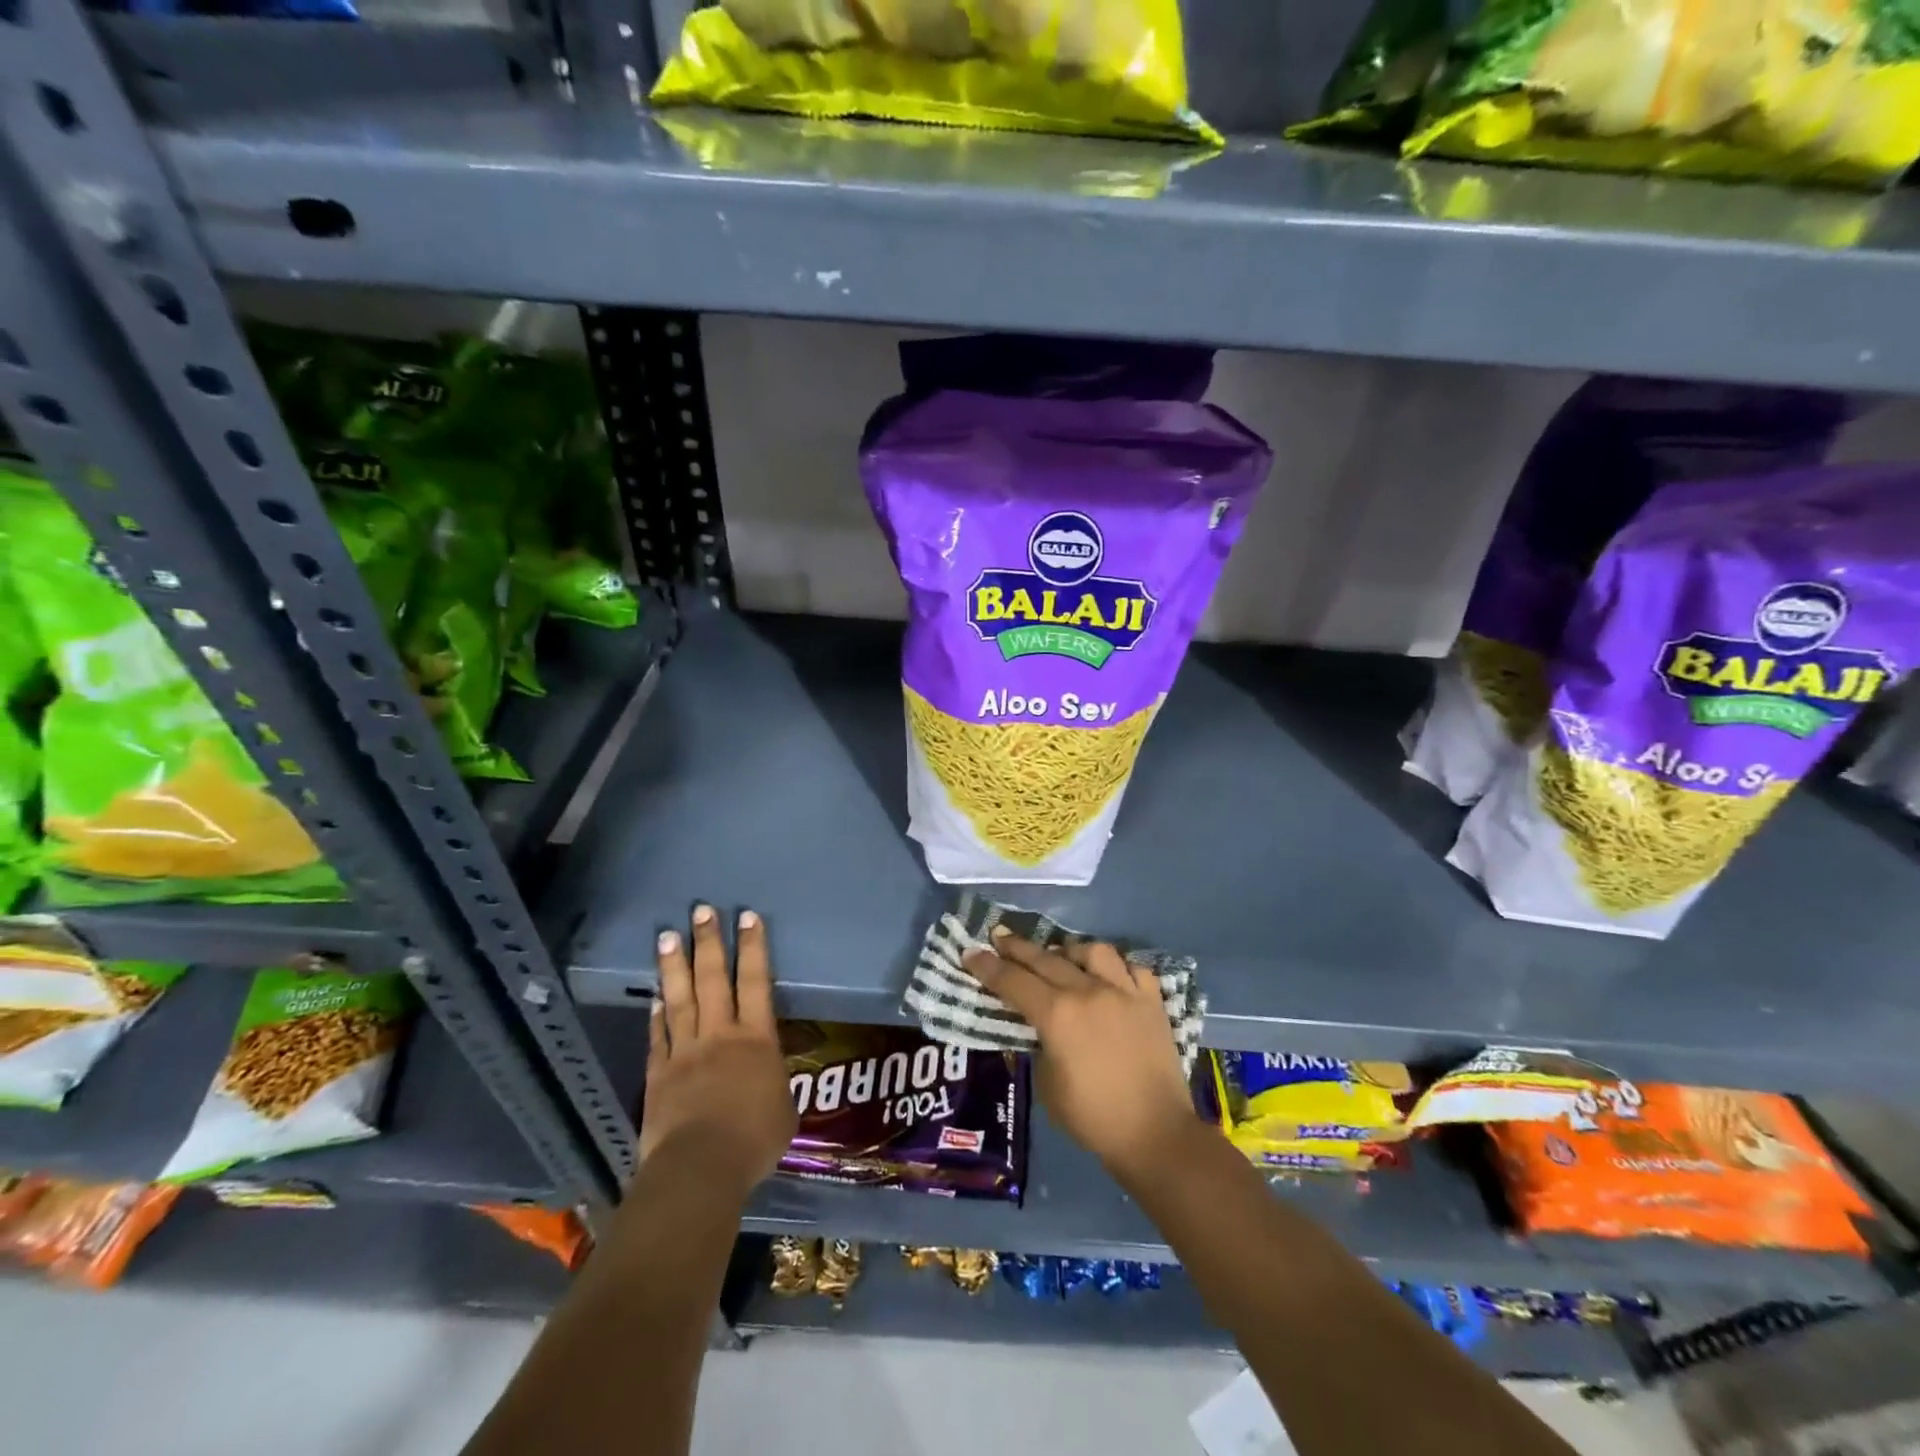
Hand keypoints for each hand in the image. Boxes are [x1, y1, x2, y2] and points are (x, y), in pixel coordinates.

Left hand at [639, 904, 796, 1200]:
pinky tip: (654, 994)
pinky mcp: (659, 1074)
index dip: (753, 948)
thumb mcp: (784, 1110)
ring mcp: (685, 1051)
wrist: (701, 1168)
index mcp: (756, 1038)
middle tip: (700, 911)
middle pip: (712, 979)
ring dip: (674, 966)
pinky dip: (656, 1013)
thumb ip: (775, 1084)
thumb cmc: (754, 1139)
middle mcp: (719, 1034)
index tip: (746, 916)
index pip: (756, 981)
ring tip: (667, 936)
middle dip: (707, 942)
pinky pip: (657, 1035)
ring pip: (679, 999)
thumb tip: (771, 1078)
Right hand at [964, 928, 1198, 1184]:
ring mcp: (1124, 991)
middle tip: (999, 936)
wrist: (1156, 1134)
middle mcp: (1088, 991)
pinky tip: (1109, 977)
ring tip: (1060, 957)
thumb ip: (1040, 1045)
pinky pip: (1132, 968)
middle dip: (1017, 947)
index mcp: (1057, 1014)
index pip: (1013, 981)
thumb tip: (1042, 1028)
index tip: (970, 952)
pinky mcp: (1152, 1001)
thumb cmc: (1093, 1118)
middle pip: (1045, 959)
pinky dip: (1116, 968)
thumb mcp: (1048, 1085)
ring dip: (1070, 950)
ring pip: (1092, 950)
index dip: (988, 967)